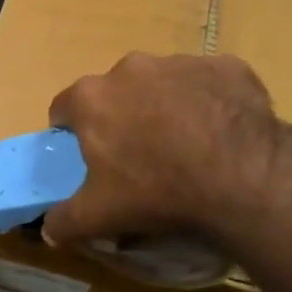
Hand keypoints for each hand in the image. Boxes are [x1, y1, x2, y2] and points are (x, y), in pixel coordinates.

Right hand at [42, 52, 278, 247]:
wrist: (242, 176)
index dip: (72, 132)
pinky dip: (211, 102)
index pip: (64, 108)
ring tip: (187, 147)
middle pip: (116, 92)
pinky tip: (223, 135)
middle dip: (123, 117)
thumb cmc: (156, 190)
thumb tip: (48, 228)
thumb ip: (64, 221)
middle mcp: (131, 68)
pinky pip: (210, 83)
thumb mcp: (98, 216)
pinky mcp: (226, 67)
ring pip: (163, 84)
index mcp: (92, 98)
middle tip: (140, 156)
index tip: (88, 156)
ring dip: (167, 107)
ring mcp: (181, 63)